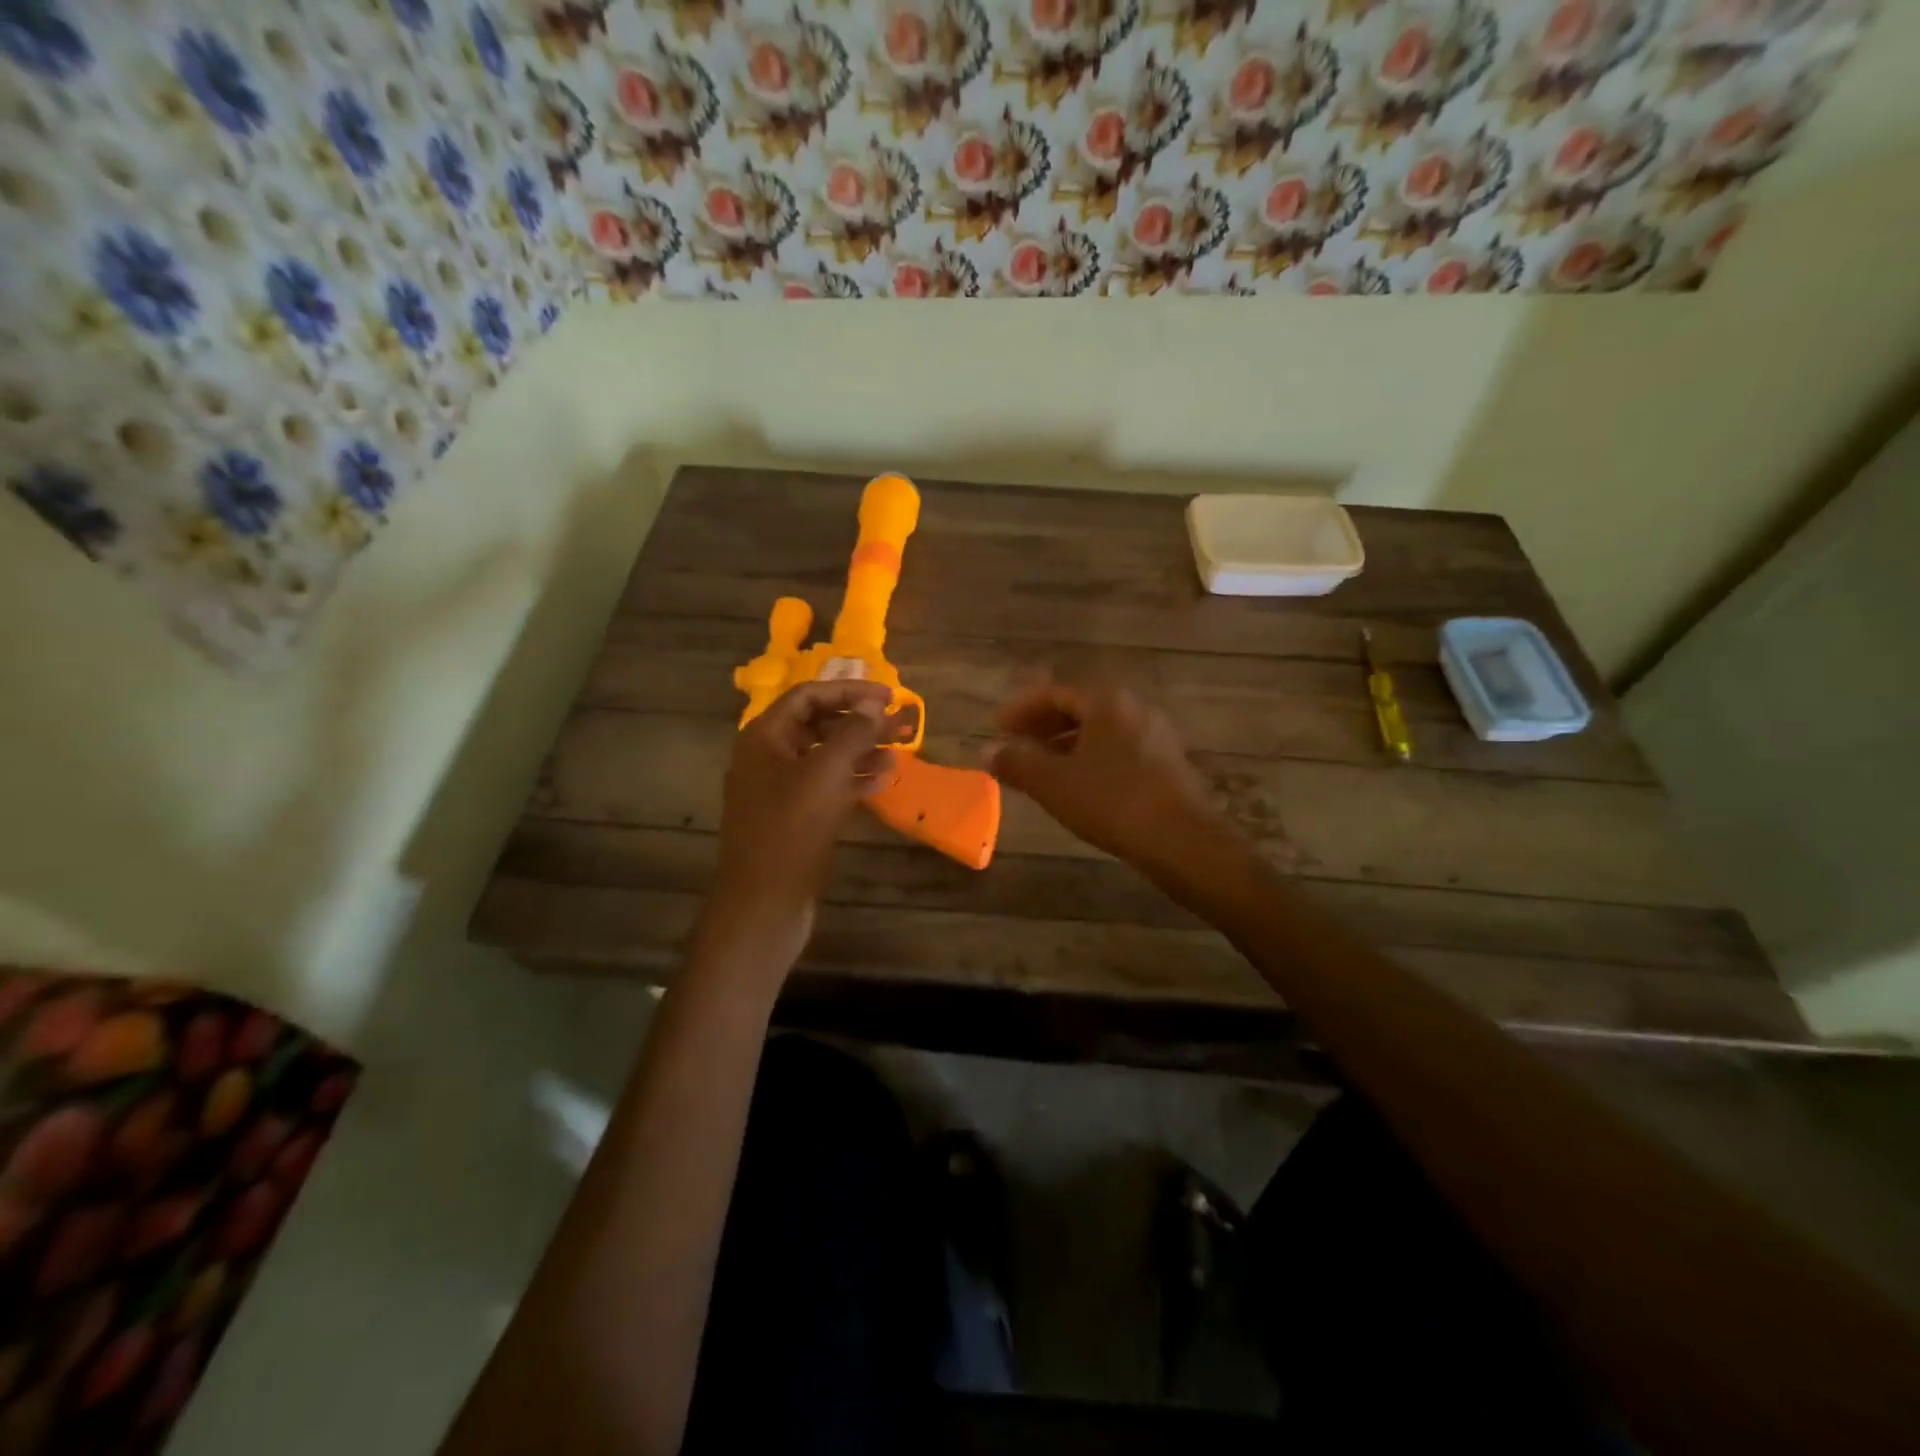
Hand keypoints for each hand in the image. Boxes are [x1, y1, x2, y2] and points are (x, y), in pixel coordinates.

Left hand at [706, 680, 901, 970]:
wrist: (764, 902)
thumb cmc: (791, 829)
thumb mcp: (825, 773)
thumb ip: (852, 733)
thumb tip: (873, 704)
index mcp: (765, 737)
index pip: (808, 696)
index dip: (849, 691)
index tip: (889, 697)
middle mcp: (769, 757)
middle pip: (819, 725)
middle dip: (861, 723)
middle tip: (902, 726)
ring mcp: (780, 789)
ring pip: (826, 757)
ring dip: (862, 751)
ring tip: (900, 752)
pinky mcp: (794, 817)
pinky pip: (827, 787)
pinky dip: (854, 780)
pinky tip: (884, 782)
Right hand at [989, 682, 1237, 875]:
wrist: (1181, 839)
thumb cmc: (1111, 801)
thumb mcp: (1053, 783)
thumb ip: (1017, 763)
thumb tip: (988, 751)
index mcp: (1107, 702)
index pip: (1056, 694)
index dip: (1022, 710)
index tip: (998, 727)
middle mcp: (1134, 708)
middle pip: (1080, 710)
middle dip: (1044, 727)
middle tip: (1016, 746)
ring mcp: (1155, 735)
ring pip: (1100, 732)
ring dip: (1066, 746)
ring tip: (1041, 769)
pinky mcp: (1167, 762)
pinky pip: (1118, 750)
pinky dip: (1090, 759)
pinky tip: (1078, 785)